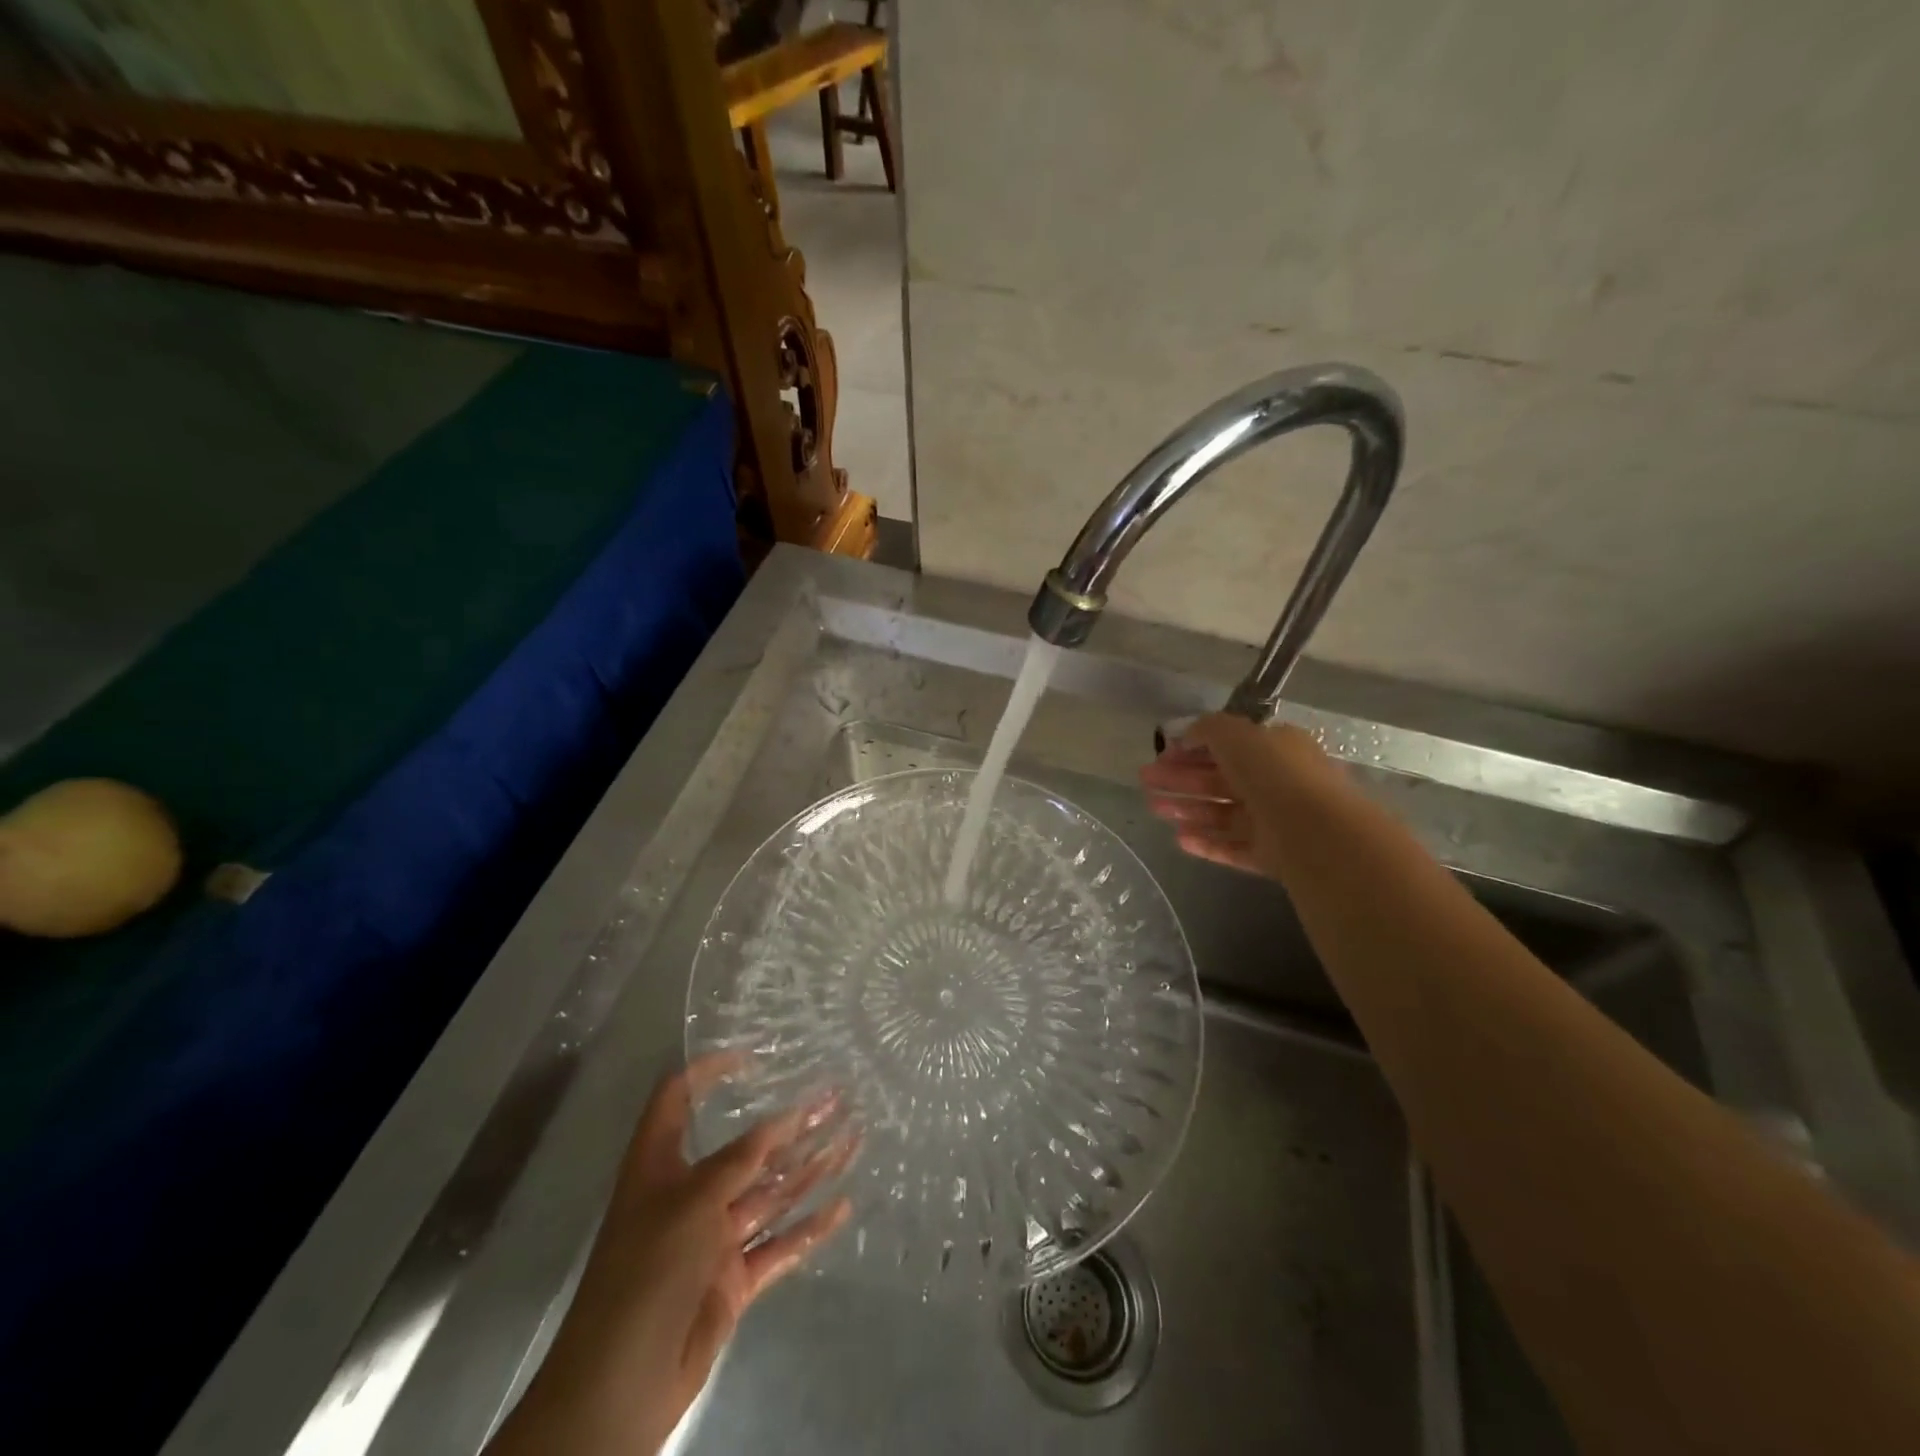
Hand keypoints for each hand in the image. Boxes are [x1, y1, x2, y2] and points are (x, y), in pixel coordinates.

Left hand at [491, 1058, 853, 1455]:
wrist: (620, 1384)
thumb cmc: (647, 1271)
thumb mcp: (693, 1201)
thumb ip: (743, 1159)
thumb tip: (785, 1118)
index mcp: (660, 1165)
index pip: (677, 1099)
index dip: (708, 1072)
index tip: (752, 1058)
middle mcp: (689, 1193)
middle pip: (746, 1148)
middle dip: (791, 1124)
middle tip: (837, 1098)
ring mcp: (713, 1238)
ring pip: (771, 1193)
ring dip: (811, 1168)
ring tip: (854, 1139)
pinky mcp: (732, 1279)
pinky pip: (779, 1245)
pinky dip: (810, 1228)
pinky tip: (843, 1206)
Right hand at [1138, 714, 1332, 879]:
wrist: (1315, 832)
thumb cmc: (1275, 774)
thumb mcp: (1237, 734)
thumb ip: (1208, 729)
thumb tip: (1187, 734)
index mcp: (1276, 749)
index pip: (1229, 746)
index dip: (1193, 747)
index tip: (1161, 754)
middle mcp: (1277, 782)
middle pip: (1220, 779)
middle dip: (1181, 779)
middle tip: (1146, 780)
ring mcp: (1275, 822)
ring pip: (1222, 813)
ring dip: (1187, 809)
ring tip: (1154, 809)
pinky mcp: (1271, 856)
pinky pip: (1232, 847)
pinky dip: (1206, 842)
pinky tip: (1179, 840)